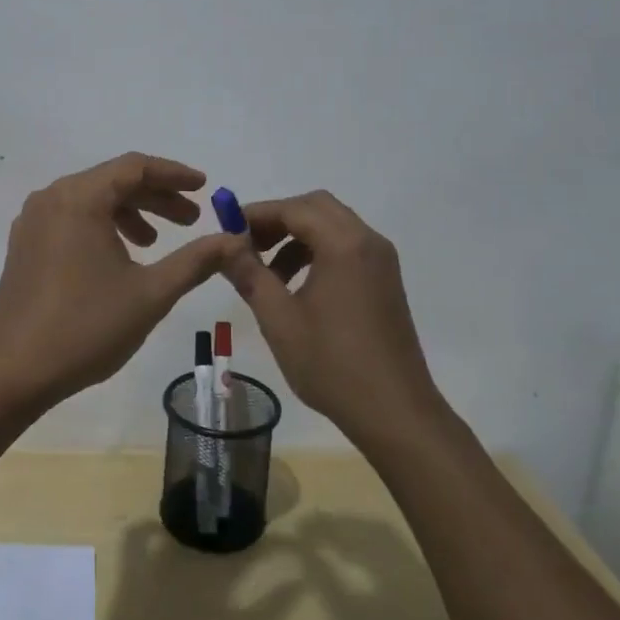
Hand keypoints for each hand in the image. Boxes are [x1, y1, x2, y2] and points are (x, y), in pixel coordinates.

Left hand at [0, 153, 244, 407]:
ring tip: (156, 242)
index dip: (174, 174)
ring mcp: (32, 221)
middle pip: (112, 181)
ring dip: (129, 213)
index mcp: (79, 198)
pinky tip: (120, 257)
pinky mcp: (24, 245)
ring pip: (91, 200)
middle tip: (192, 220)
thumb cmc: (85, 327)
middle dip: (156, 197)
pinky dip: (102, 226)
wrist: (12, 372)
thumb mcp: (150, 294)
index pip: (134, 167)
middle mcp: (52, 198)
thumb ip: (195, 261)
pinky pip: (71, 219)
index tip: (205, 188)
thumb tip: (234, 240)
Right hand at [221, 190, 441, 440]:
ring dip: (297, 237)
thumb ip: (249, 274)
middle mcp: (368, 242)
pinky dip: (317, 252)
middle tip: (248, 245)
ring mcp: (381, 261)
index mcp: (344, 245)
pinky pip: (346, 247)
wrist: (395, 412)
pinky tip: (296, 286)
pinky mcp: (385, 281)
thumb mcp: (279, 319)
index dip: (257, 214)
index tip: (226, 230)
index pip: (294, 208)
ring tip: (267, 273)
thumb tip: (225, 245)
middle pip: (316, 207)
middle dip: (278, 220)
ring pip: (332, 226)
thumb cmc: (332, 365)